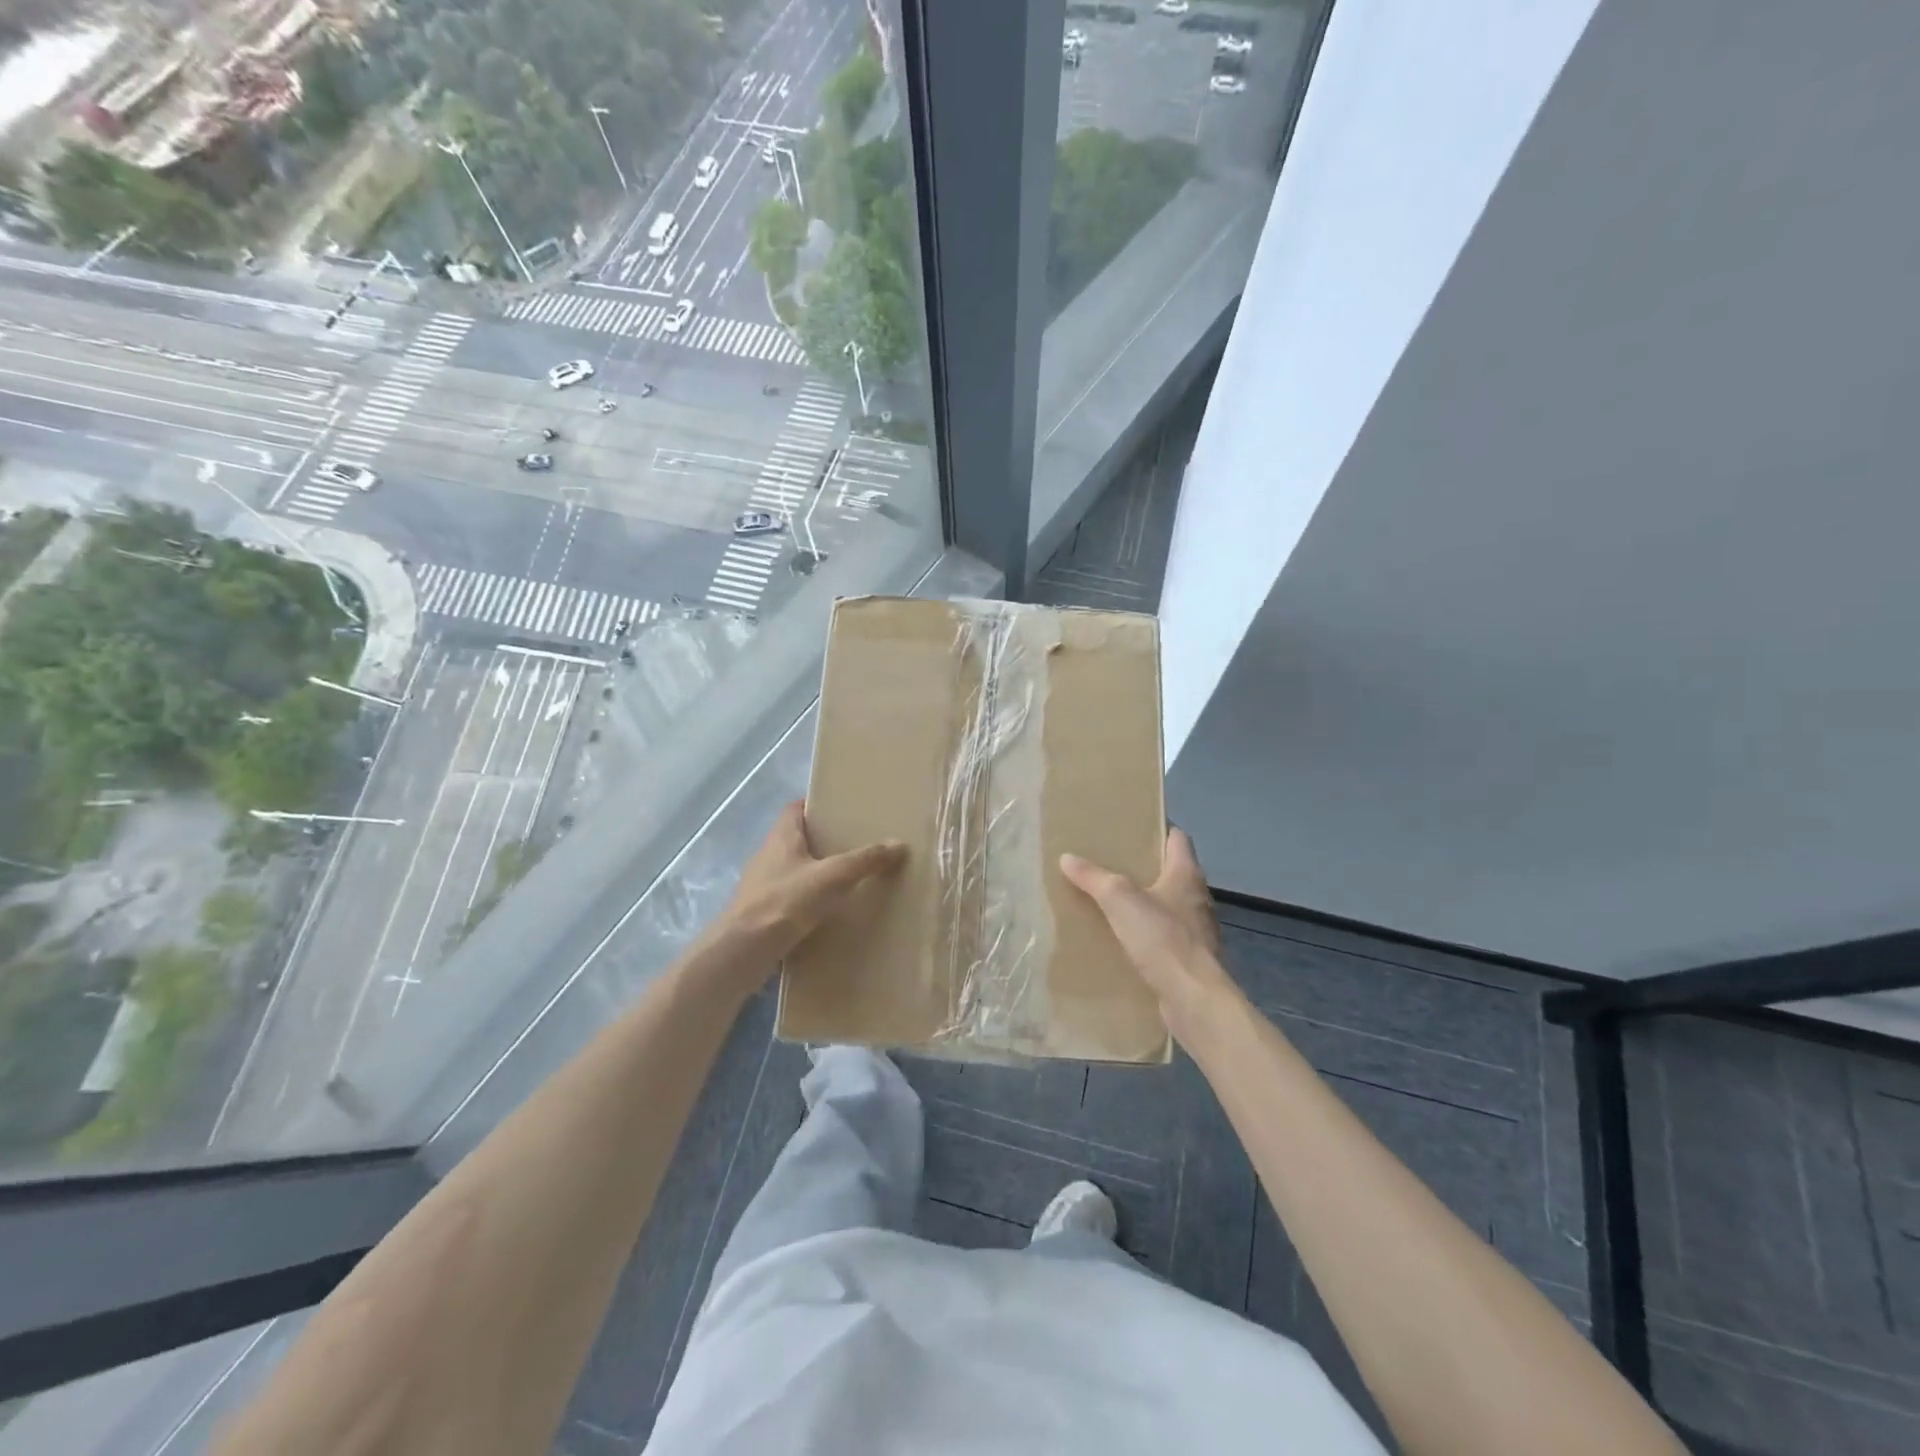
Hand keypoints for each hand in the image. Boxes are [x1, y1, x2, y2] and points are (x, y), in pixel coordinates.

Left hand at [719, 801, 906, 962]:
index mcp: (781, 837)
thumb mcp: (833, 877)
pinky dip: (808, 900)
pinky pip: (790, 898)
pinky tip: (828, 911)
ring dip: (816, 872)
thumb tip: (900, 844)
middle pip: (797, 839)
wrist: (743, 952)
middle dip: (823, 840)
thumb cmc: (786, 901)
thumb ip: (866, 860)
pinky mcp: (762, 914)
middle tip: (855, 844)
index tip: (841, 809)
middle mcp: (768, 856)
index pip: (795, 809)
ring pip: (793, 870)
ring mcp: (762, 886)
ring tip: (847, 878)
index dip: (816, 805)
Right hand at [1060, 829, 1237, 1037]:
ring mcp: (1197, 929)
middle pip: (1172, 871)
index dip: (1158, 829)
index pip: (1177, 838)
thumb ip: (1094, 877)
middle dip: (1145, 867)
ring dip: (1146, 902)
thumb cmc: (1162, 938)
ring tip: (1113, 900)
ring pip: (1168, 905)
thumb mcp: (1119, 899)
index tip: (1133, 827)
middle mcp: (1197, 897)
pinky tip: (1125, 939)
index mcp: (1186, 874)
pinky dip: (1148, 933)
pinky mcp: (1190, 958)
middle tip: (1112, 862)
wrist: (1194, 998)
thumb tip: (1067, 857)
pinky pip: (1166, 936)